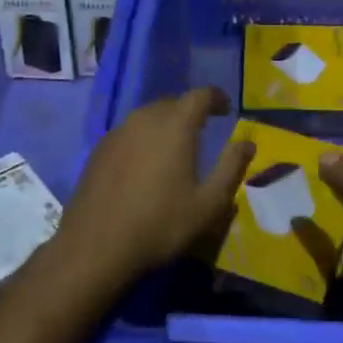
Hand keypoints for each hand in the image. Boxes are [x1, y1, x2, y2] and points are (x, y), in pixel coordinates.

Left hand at [54, 88, 254, 281]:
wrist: (96, 246)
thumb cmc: (160, 224)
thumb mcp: (208, 203)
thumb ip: (231, 168)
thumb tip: (247, 143)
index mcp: (175, 125)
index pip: (200, 95)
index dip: (216, 98)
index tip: (226, 108)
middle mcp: (144, 118)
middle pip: (172, 103)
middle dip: (190, 111)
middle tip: (203, 129)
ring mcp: (117, 132)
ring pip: (147, 116)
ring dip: (165, 124)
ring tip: (175, 147)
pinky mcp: (99, 150)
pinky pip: (129, 132)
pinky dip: (143, 138)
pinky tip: (145, 164)